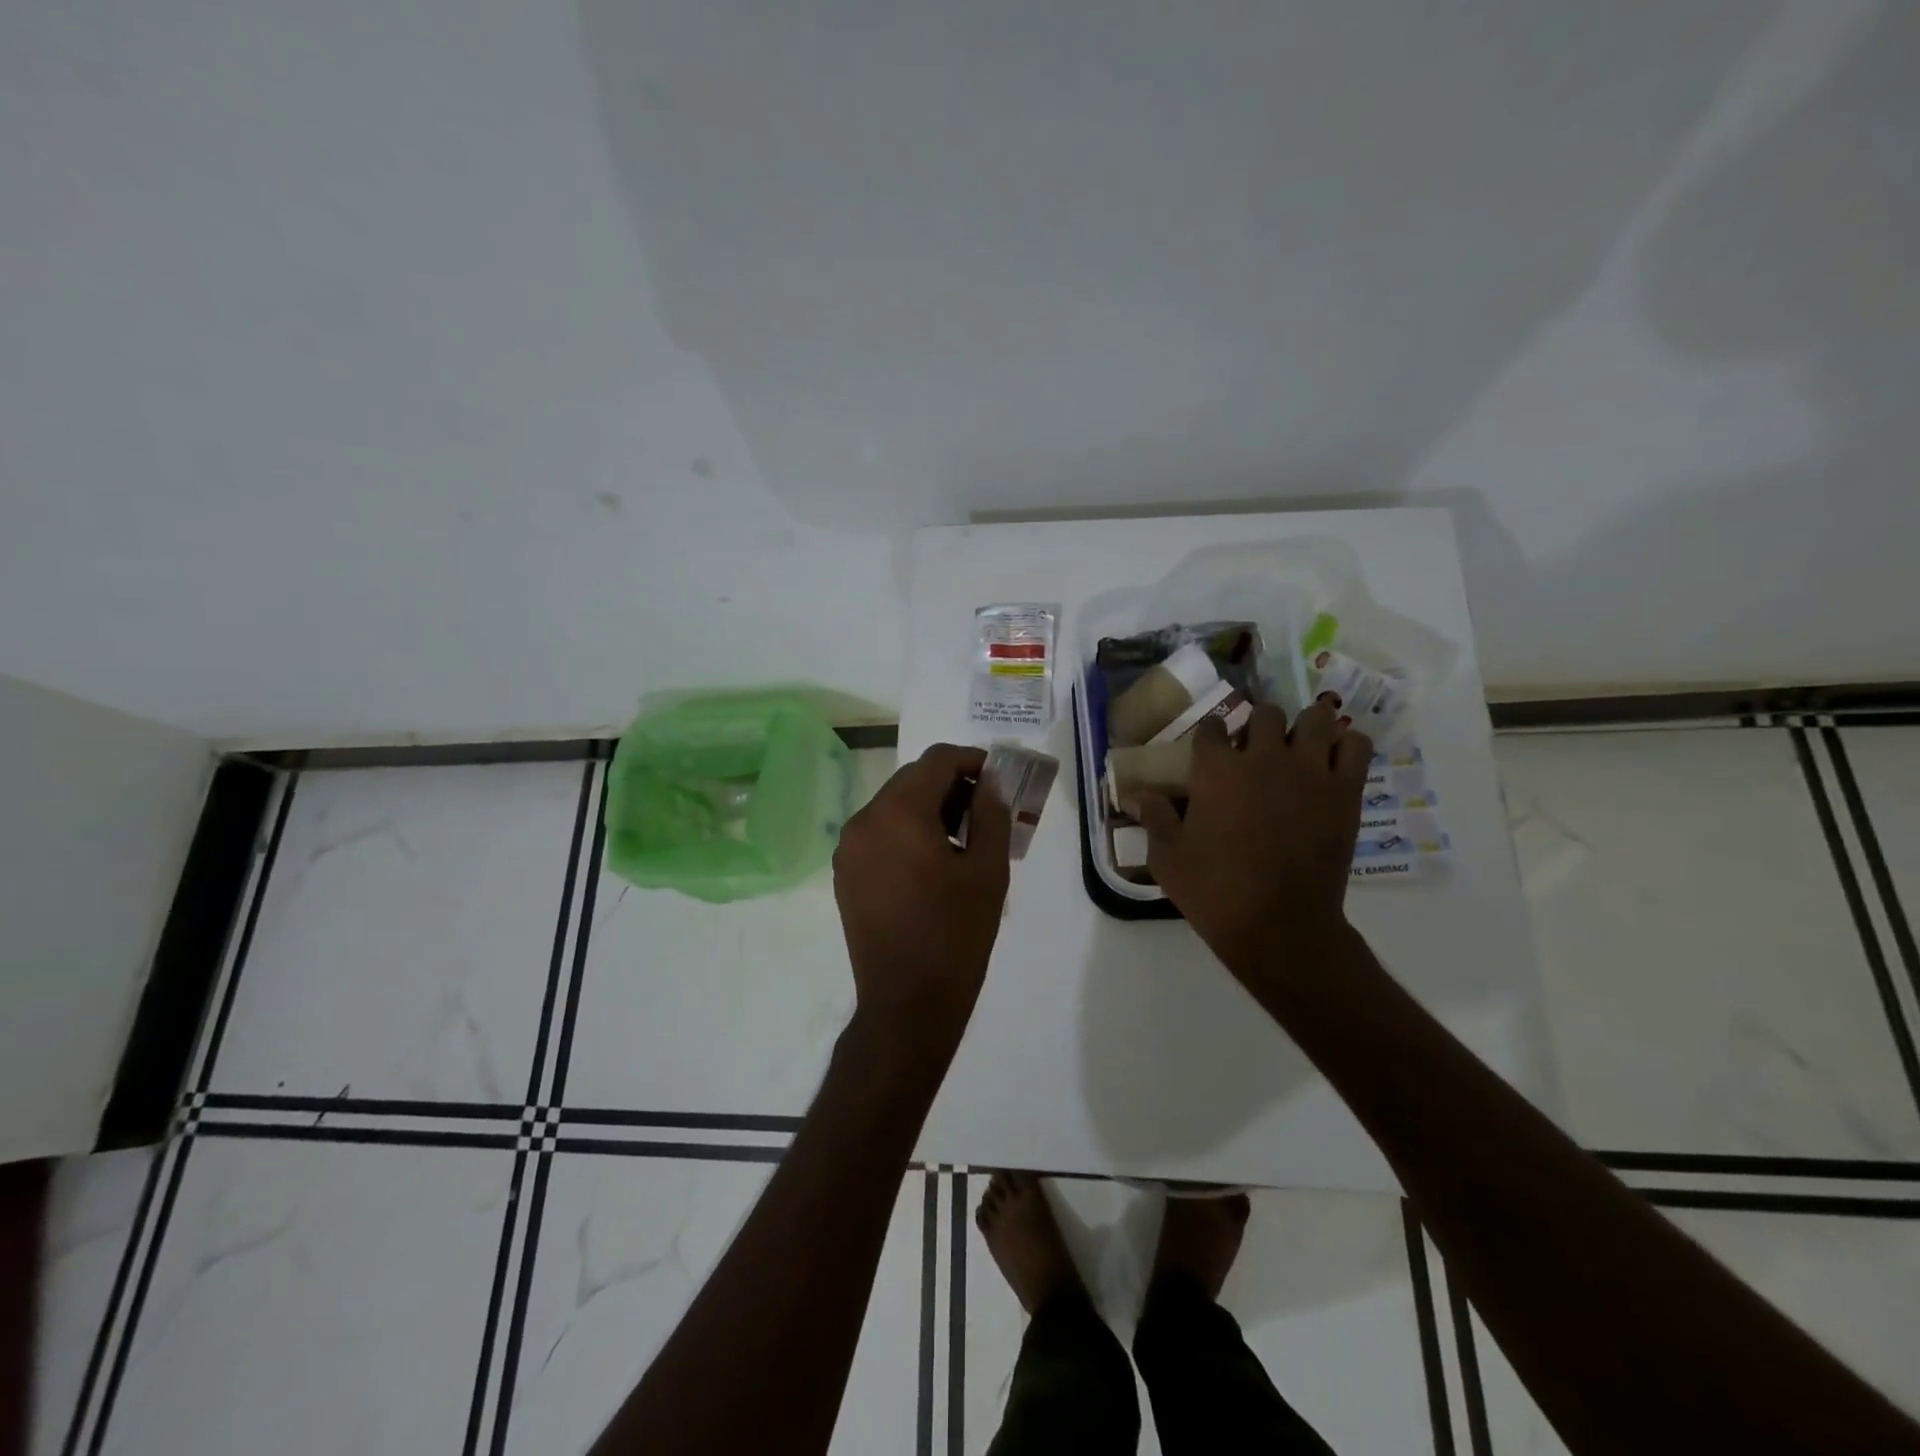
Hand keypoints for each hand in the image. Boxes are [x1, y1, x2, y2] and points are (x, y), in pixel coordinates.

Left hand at [833, 743, 1011, 1058]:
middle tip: (987, 811)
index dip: (972, 761)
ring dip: (929, 809)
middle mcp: (864, 820)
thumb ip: (992, 813)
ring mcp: (849, 849)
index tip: (999, 780)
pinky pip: (879, 834)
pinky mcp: (845, 874)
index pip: (937, 760)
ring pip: (894, 806)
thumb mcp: (988, 870)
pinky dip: (907, 832)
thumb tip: (991, 782)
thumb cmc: (956, 934)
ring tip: (964, 838)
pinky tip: (933, 862)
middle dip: (951, 785)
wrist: (907, 1003)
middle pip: (912, 780)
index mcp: (899, 812)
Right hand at [1136, 702, 1370, 984]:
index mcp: (1216, 770)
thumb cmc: (1215, 891)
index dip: (1210, 736)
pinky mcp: (1345, 790)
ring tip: (1299, 749)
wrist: (1279, 926)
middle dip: (1258, 727)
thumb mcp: (1167, 858)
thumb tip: (1138, 794)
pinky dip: (1346, 746)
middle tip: (1256, 752)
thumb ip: (1154, 818)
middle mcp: (1263, 757)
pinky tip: (1332, 763)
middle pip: (1265, 714)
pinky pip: (1356, 745)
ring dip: (1305, 727)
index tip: (1210, 752)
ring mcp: (1309, 770)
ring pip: (1316, 717)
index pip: (1212, 727)